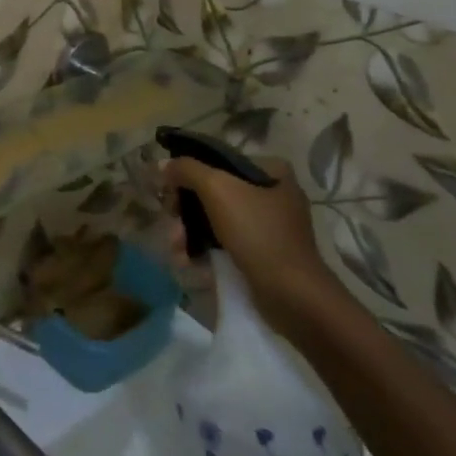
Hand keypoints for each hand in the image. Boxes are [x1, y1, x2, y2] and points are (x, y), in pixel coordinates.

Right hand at [162, 155, 343, 334]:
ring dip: (191, 230)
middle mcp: (274, 193)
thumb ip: (187, 169)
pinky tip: (188, 259)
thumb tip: (163, 164)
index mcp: (272, 171)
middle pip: (216, 189)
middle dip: (187, 206)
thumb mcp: (218, 190)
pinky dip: (207, 247)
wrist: (292, 295)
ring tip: (175, 246)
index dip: (190, 170)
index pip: (220, 159)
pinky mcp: (265, 253)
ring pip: (218, 217)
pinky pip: (227, 241)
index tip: (170, 187)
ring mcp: (271, 225)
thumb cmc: (257, 233)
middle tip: (171, 218)